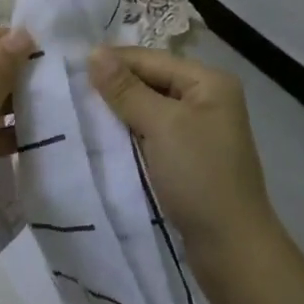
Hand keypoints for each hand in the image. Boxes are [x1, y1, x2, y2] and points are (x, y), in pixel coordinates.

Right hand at [90, 47, 279, 269]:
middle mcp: (206, 98)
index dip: (113, 61)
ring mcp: (198, 130)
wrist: (232, 252)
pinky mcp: (189, 157)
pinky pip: (152, 133)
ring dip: (119, 111)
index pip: (151, 59)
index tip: (71, 67)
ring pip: (149, 108)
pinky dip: (130, 133)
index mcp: (208, 81)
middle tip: (71, 91)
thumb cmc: (200, 177)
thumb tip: (93, 51)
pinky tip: (105, 138)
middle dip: (114, 86)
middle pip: (150, 81)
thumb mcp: (161, 126)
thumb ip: (126, 89)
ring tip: (81, 112)